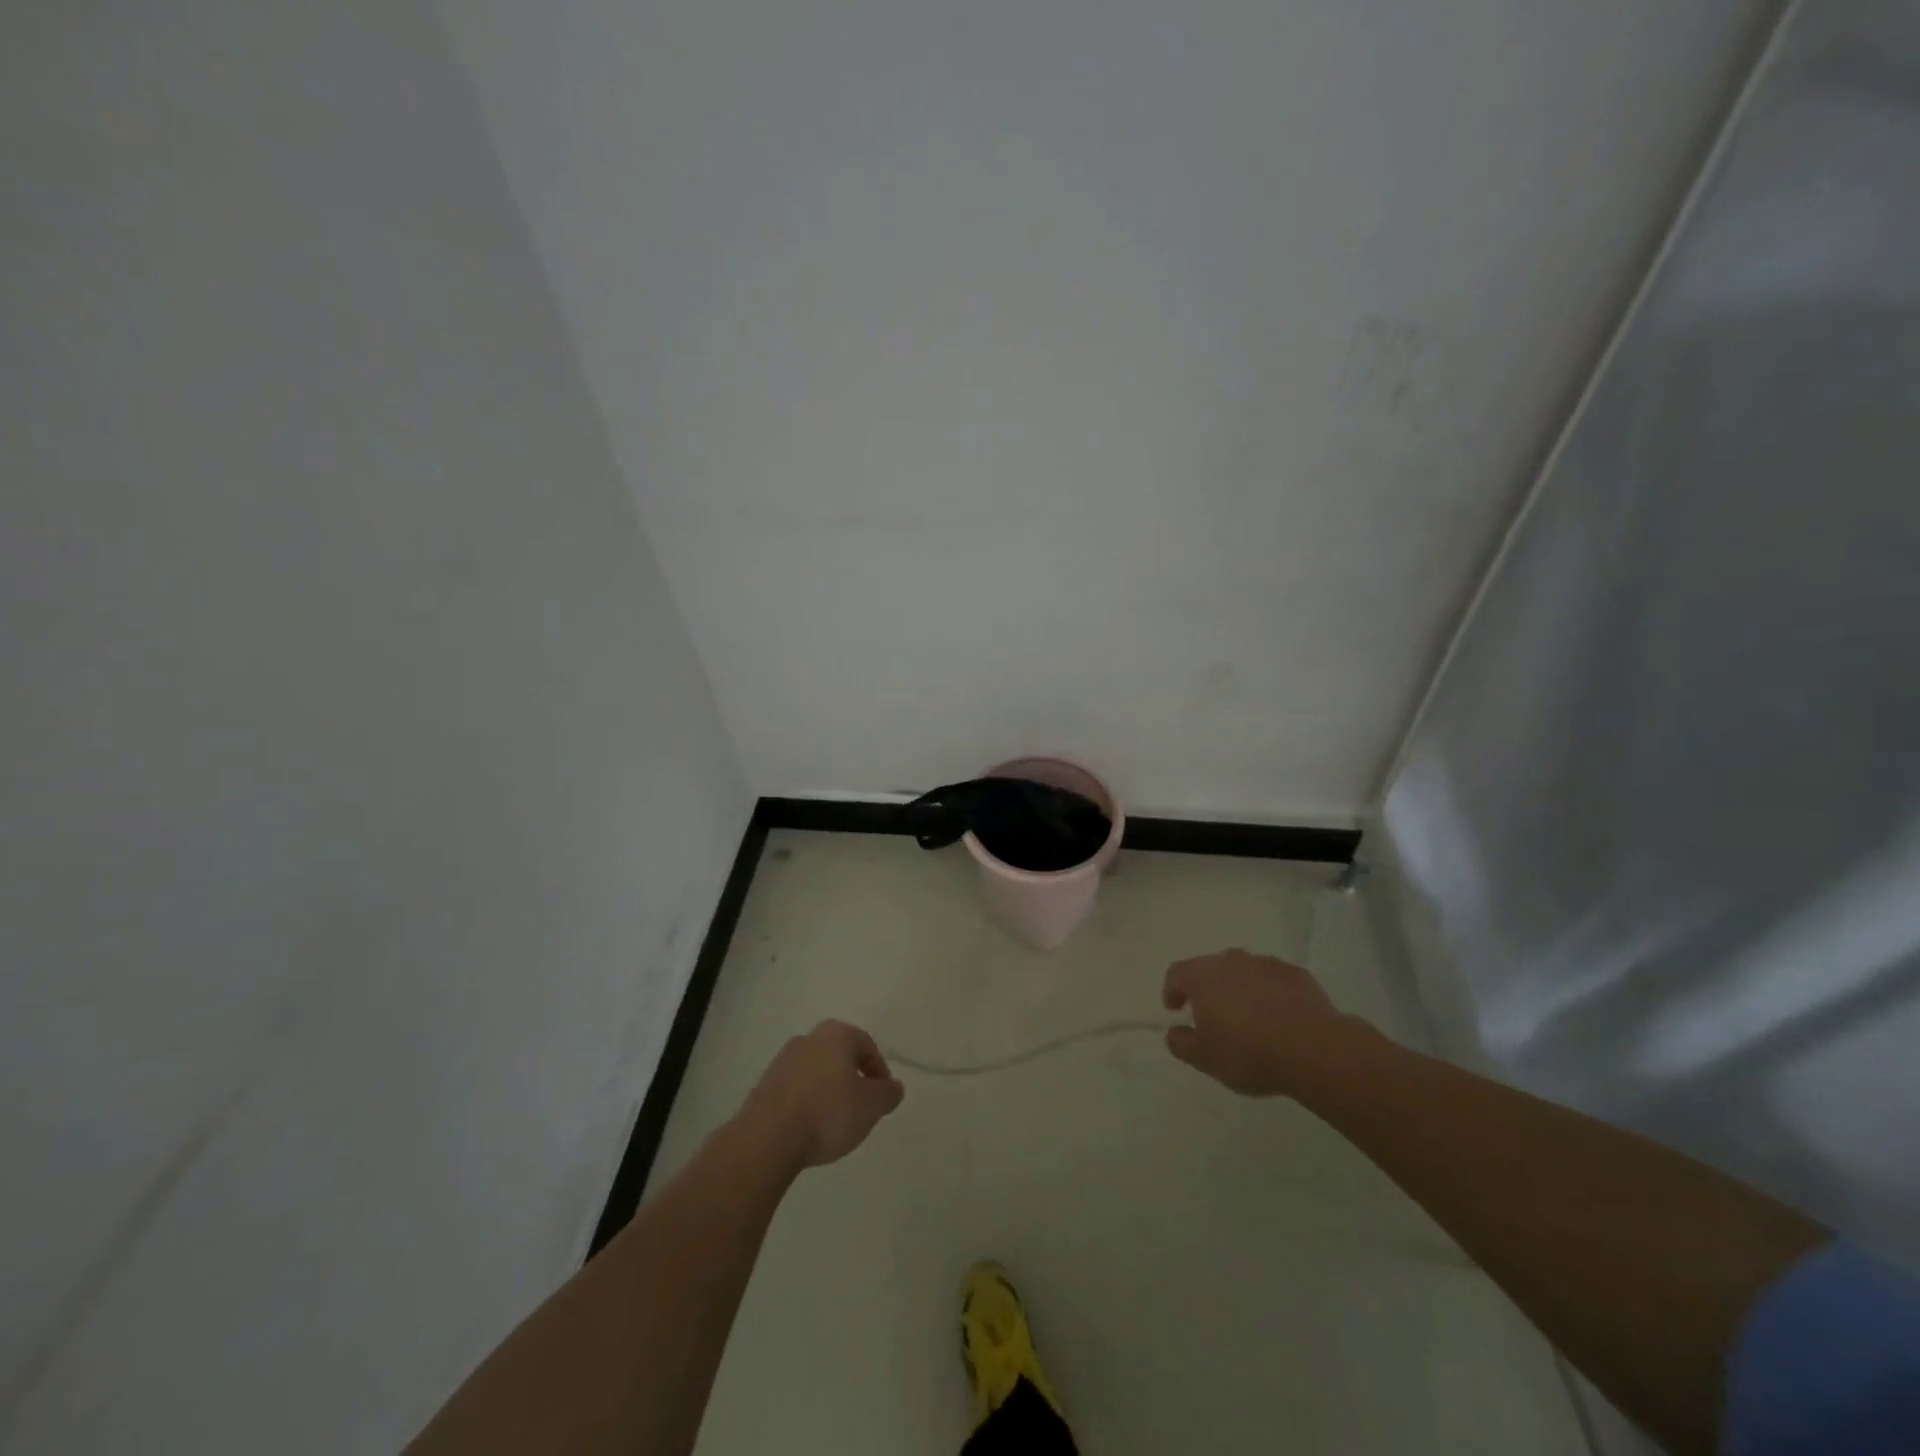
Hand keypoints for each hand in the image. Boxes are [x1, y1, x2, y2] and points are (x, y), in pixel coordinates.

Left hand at [738, 1020, 905, 1170]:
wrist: (768, 1137)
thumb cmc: (828, 1112)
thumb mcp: (871, 1106)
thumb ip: (887, 1094)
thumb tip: (894, 1087)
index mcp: (836, 1034)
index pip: (867, 1045)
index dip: (879, 1070)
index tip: (882, 1097)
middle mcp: (808, 1038)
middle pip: (839, 1055)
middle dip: (852, 1078)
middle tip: (860, 1106)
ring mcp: (782, 1061)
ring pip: (816, 1071)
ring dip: (828, 1090)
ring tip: (834, 1122)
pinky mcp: (764, 1085)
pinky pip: (795, 1089)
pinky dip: (806, 1102)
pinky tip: (810, 1127)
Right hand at [1162, 948, 1362, 1096]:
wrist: (1314, 1049)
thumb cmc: (1249, 1053)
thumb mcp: (1205, 1059)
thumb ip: (1181, 1043)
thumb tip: (1174, 1032)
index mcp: (1202, 976)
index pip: (1176, 974)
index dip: (1172, 991)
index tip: (1176, 1010)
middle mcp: (1231, 961)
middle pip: (1210, 969)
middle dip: (1208, 990)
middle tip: (1214, 1018)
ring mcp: (1266, 964)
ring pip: (1244, 972)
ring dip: (1240, 990)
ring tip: (1250, 1020)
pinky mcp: (1296, 974)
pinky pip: (1274, 980)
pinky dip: (1270, 993)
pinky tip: (1280, 1019)